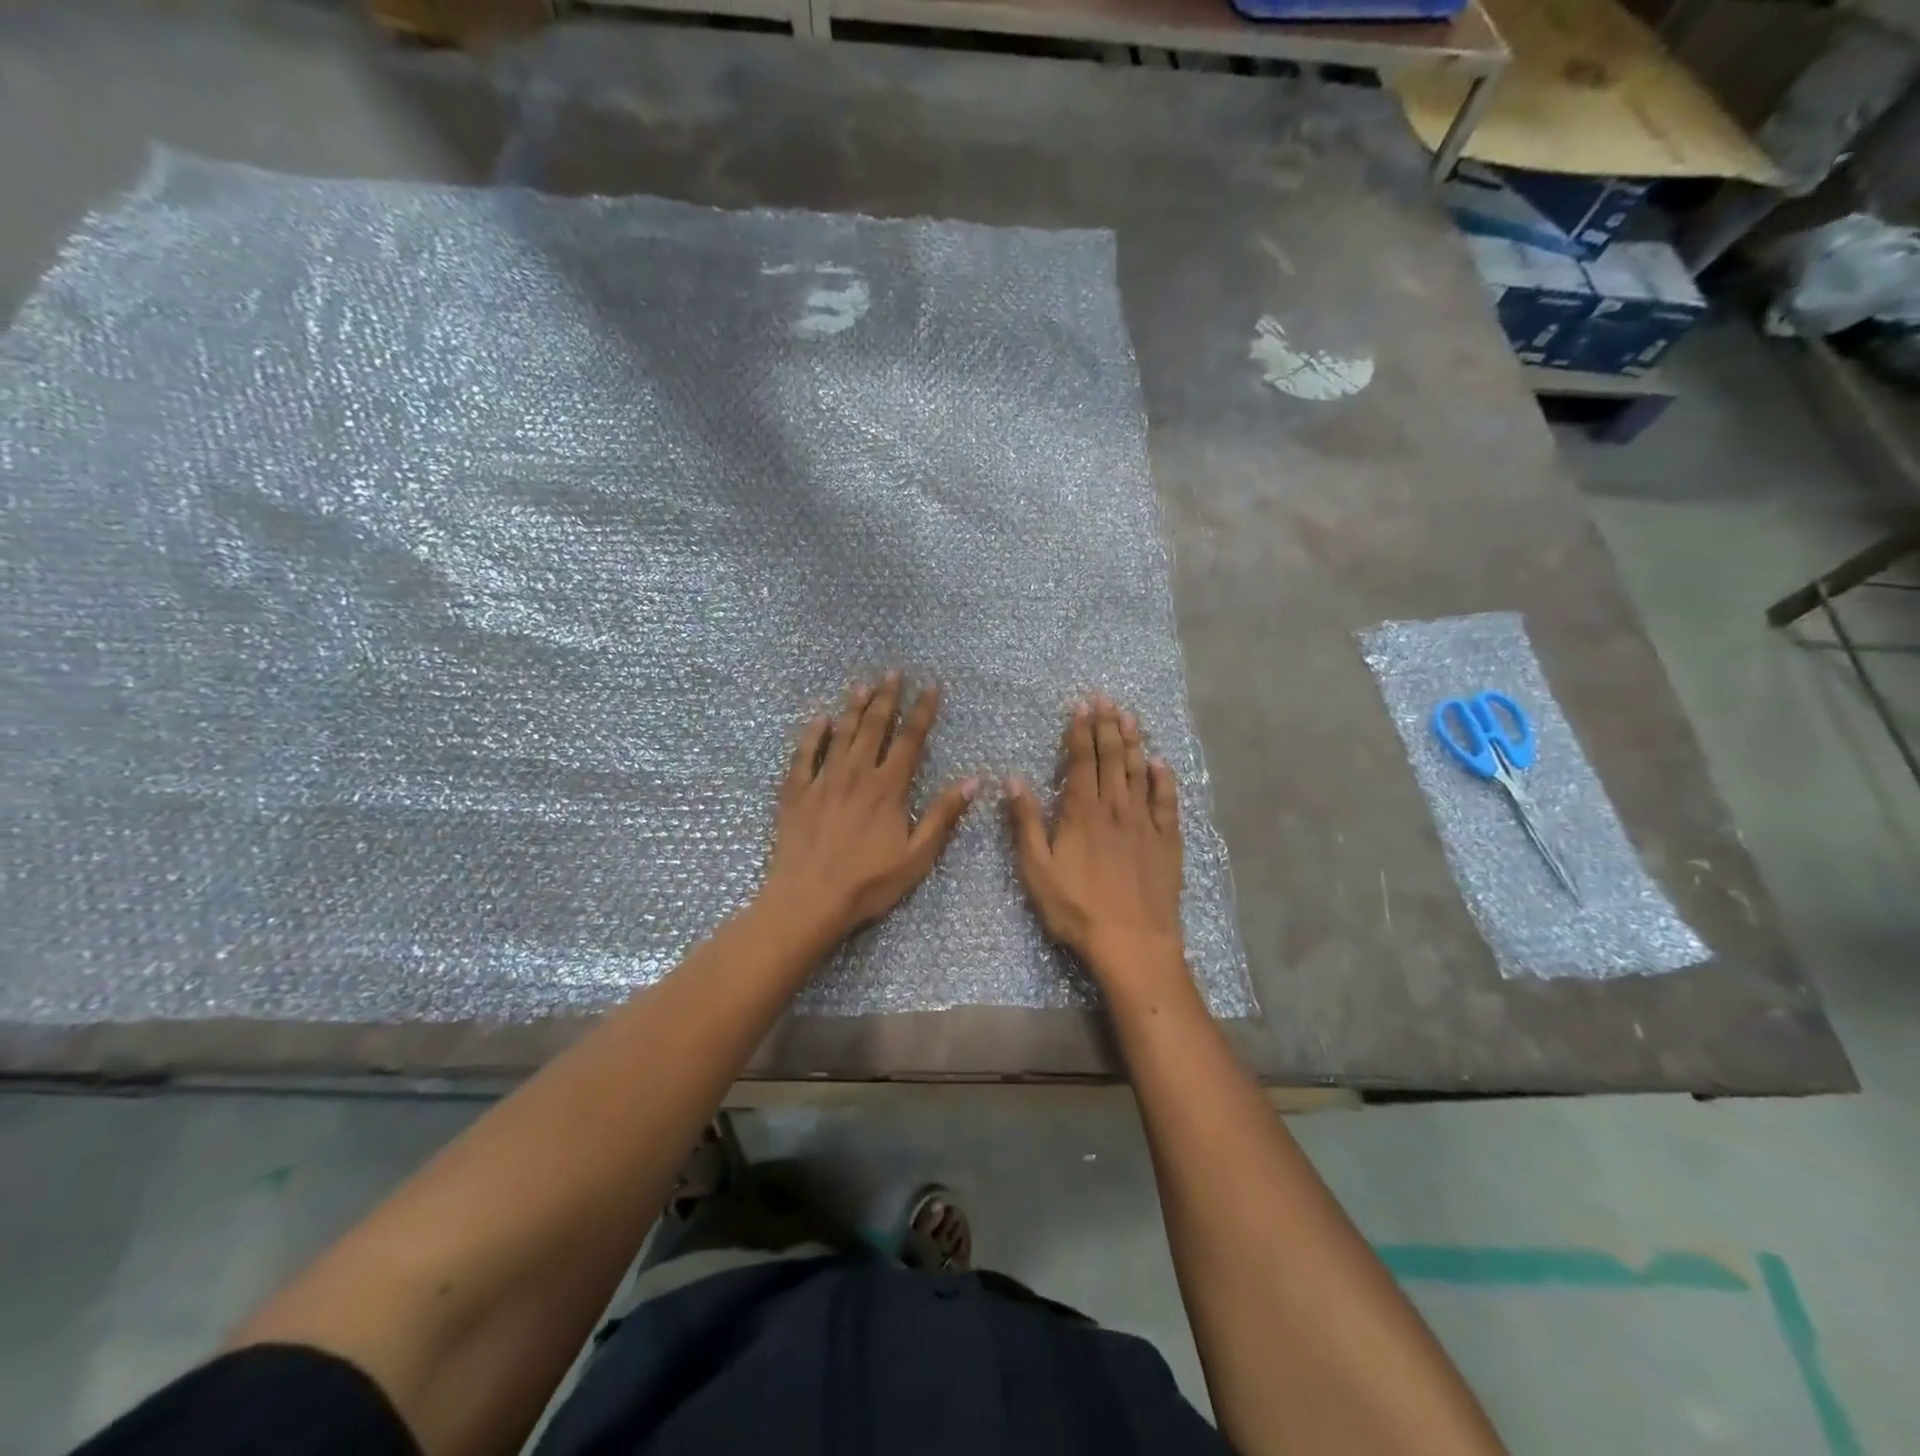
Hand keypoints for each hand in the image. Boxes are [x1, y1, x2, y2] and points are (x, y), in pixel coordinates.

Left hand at [762, 672, 977, 946]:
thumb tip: (973, 781)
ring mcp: (823, 780)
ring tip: (862, 684)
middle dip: (887, 697)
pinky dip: (813, 734)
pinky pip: (804, 754)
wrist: (808, 900)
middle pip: (874, 727)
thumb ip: (943, 815)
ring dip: (854, 707)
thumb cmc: (868, 883)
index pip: (910, 739)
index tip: (930, 686)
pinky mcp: (796, 792)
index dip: (922, 711)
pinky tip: (819, 719)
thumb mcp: (917, 856)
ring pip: (841, 734)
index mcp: (888, 788)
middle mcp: (856, 774)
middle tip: (893, 672)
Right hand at [1007, 694, 1186, 993]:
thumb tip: (1013, 780)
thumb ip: (1025, 823)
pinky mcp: (1167, 842)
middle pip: (1112, 758)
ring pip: (1139, 772)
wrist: (1133, 943)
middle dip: (1108, 726)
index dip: (1081, 731)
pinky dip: (1164, 779)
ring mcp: (1145, 823)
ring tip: (1131, 717)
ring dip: (1134, 743)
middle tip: (1107, 699)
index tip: (1082, 705)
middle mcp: (1116, 808)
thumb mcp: (1037, 870)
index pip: (1082, 761)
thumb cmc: (1077, 909)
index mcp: (1082, 812)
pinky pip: (1167, 802)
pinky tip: (1161, 763)